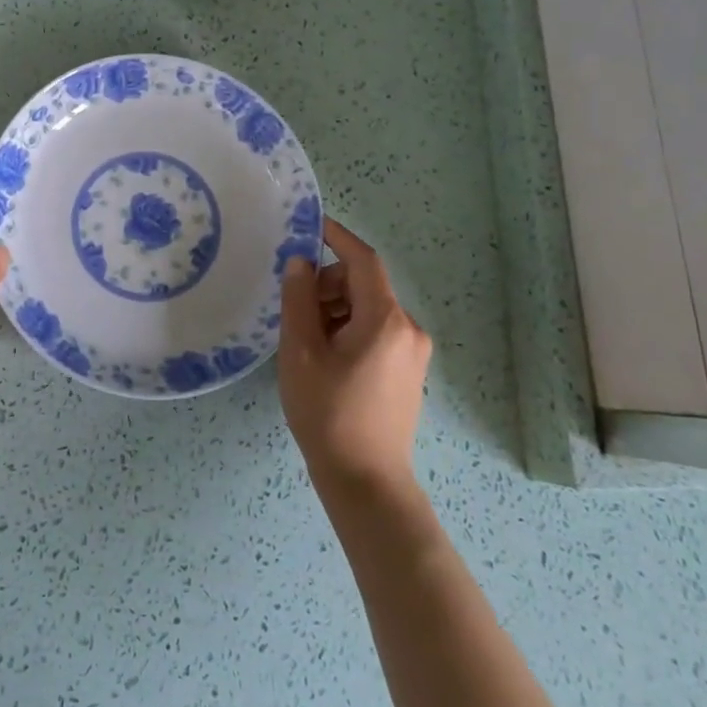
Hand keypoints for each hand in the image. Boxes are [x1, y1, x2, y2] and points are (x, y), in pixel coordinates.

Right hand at [279, 217, 432, 495]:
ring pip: (368, 309)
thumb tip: (299, 263)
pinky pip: (376, 331)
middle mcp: (407, 328)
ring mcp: (412, 352)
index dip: (336, 237)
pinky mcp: (408, 372)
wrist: (366, 482)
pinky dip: (349, 329)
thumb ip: (299, 300)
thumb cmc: (328, 413)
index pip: (363, 260)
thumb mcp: (301, 352)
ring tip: (306, 341)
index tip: (309, 225)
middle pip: (364, 284)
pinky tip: (325, 357)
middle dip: (328, 284)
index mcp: (385, 319)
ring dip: (336, 309)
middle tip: (294, 307)